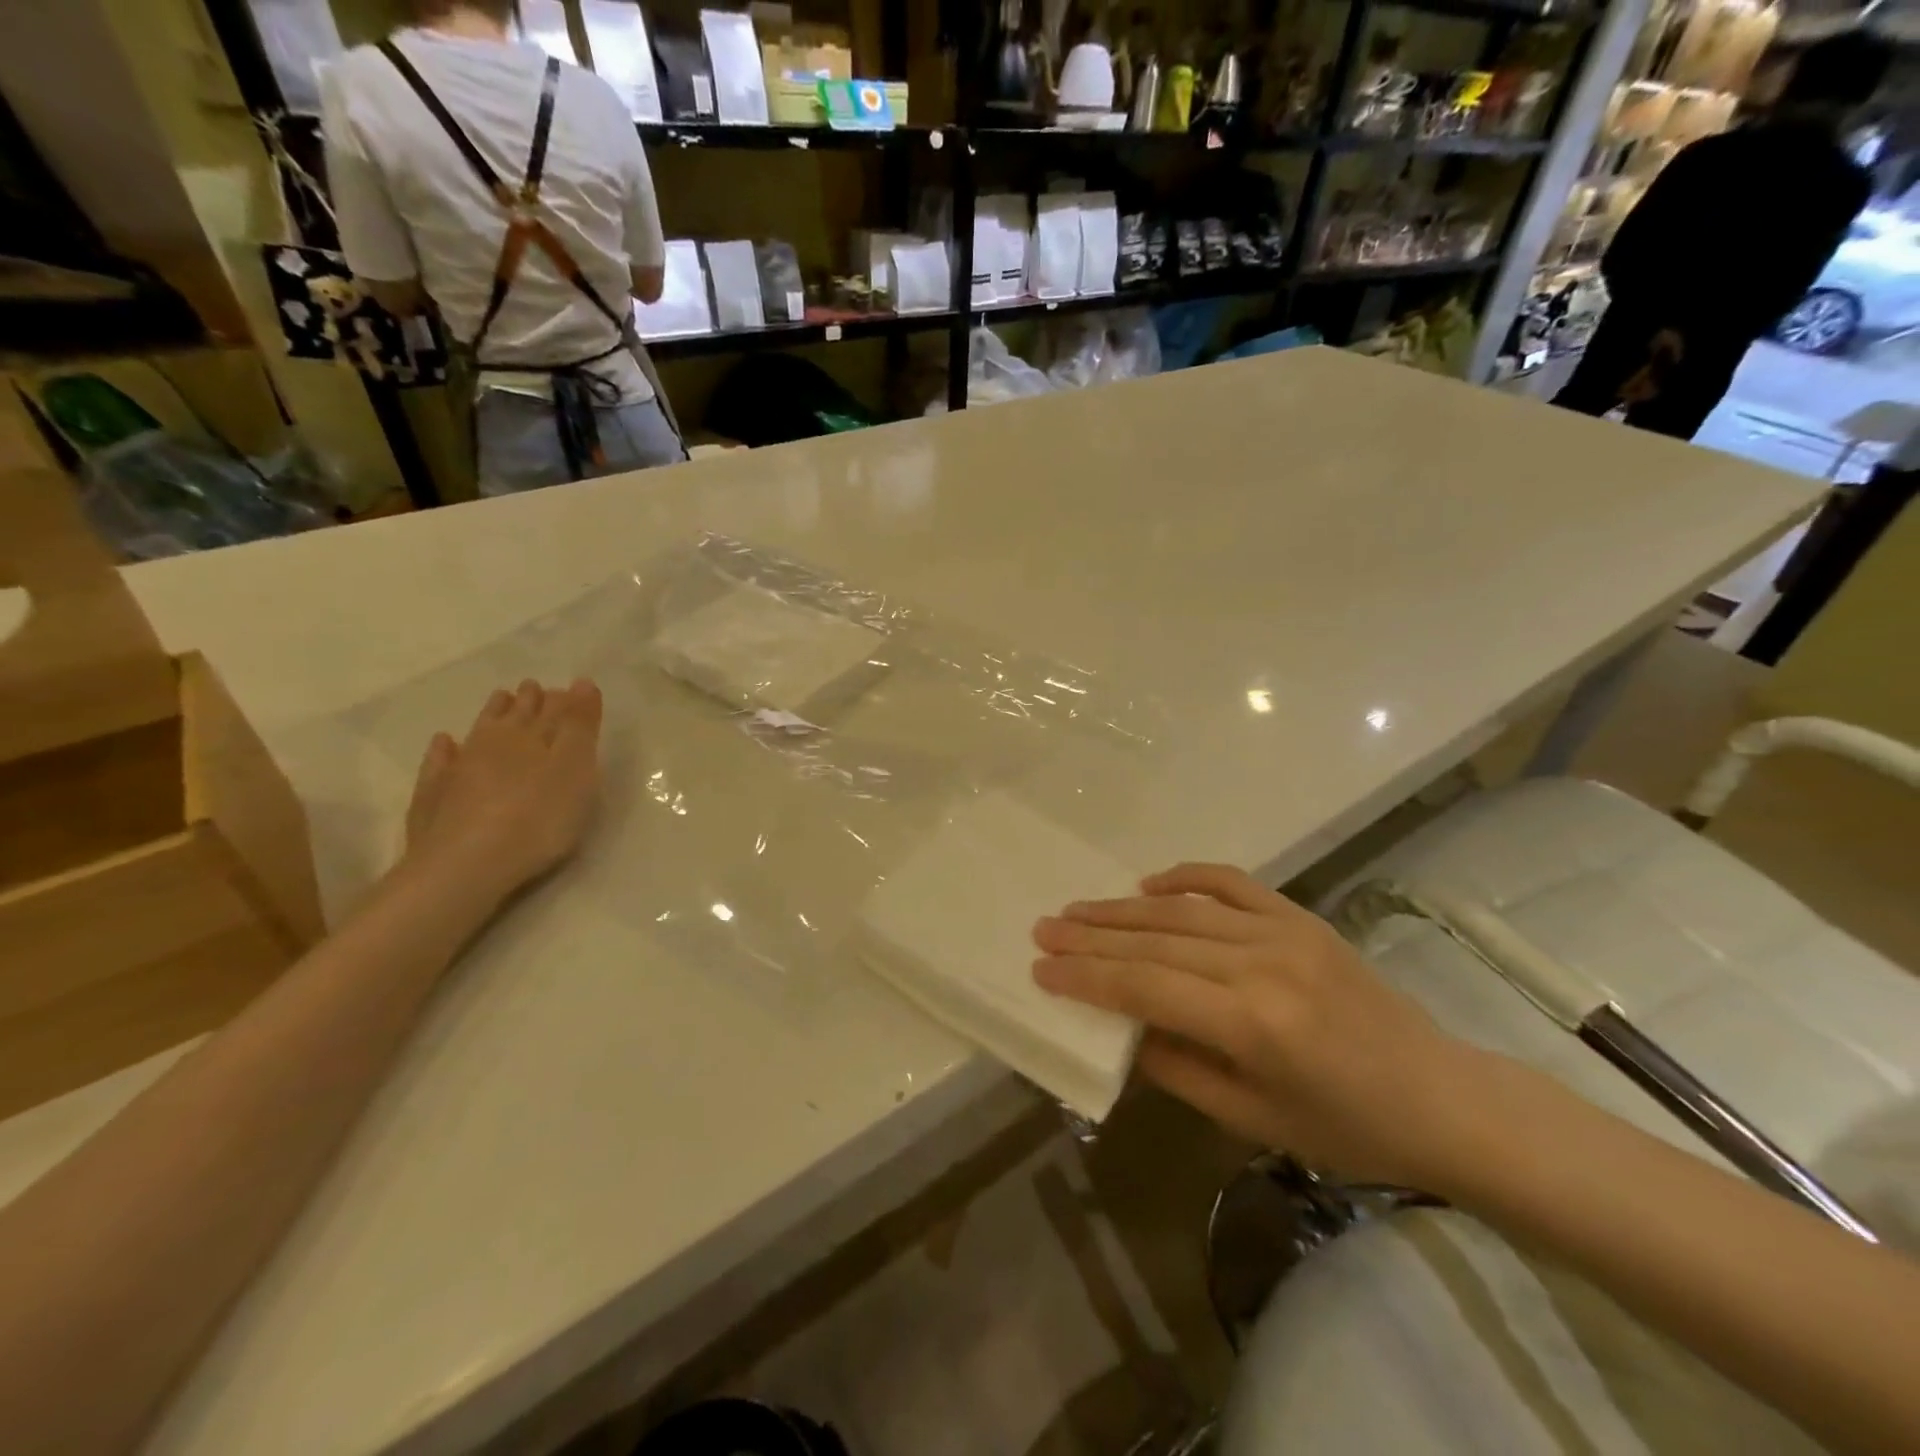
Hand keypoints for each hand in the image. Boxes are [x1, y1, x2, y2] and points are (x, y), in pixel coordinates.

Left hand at [402, 678, 603, 908]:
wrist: (467, 864)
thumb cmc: (538, 817)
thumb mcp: (575, 768)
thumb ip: (580, 726)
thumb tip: (581, 682)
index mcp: (532, 735)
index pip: (552, 710)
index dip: (562, 699)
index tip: (568, 688)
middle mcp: (494, 743)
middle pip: (514, 716)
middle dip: (527, 702)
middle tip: (532, 688)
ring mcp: (459, 768)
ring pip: (479, 732)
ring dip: (492, 714)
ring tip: (501, 700)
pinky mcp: (434, 796)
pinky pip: (440, 762)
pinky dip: (445, 750)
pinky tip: (444, 743)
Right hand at [1032, 863, 1485, 1187]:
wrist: (1443, 1097)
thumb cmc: (1349, 1129)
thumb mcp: (1253, 1120)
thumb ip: (1179, 1069)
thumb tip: (1122, 1029)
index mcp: (1251, 1024)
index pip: (1146, 988)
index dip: (1087, 978)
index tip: (1042, 969)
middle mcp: (1261, 965)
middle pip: (1155, 942)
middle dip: (1091, 937)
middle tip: (1043, 929)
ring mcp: (1283, 932)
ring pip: (1182, 911)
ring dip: (1122, 910)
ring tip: (1076, 910)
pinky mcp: (1300, 918)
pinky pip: (1231, 883)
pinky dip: (1185, 878)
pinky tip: (1147, 883)